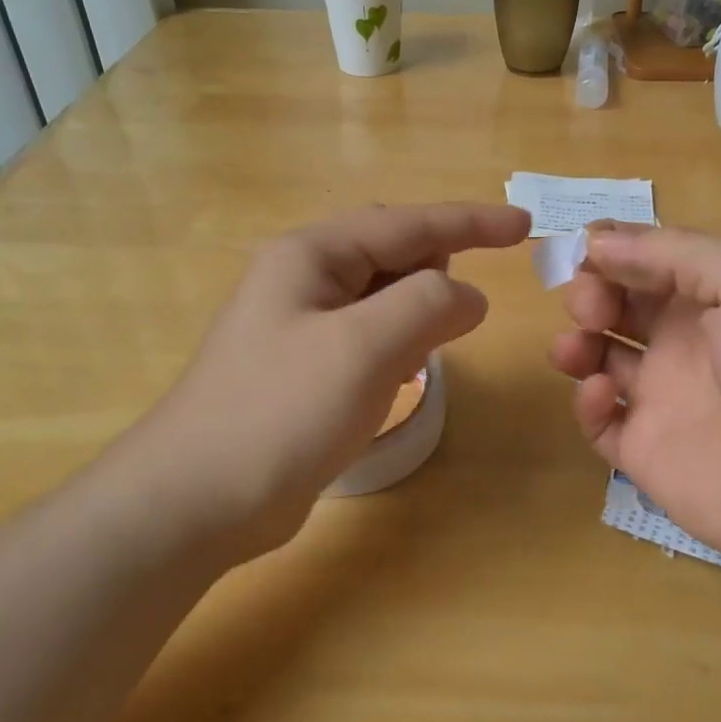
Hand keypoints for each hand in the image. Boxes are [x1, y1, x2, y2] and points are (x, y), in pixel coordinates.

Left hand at [118, 203, 529, 561]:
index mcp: (312, 255)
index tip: (523, 224)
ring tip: (425, 352)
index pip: (407, 224)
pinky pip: (368, 339)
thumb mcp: (365, 347)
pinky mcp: (305, 369)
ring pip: (382, 300)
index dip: (470, 221)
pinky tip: (396, 379)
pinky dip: (395, 348)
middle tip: (459, 316)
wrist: (197, 500)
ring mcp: (301, 326)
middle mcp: (304, 280)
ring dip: (415, 317)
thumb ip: (428, 306)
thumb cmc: (281, 411)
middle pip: (391, 255)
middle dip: (435, 274)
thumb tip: (468, 297)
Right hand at [549, 224, 720, 583]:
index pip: (648, 260)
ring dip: (576, 340)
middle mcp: (683, 342)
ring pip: (597, 358)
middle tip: (592, 306)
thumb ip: (676, 253)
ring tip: (580, 345)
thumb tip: (597, 243)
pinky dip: (585, 401)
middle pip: (616, 304)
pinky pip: (598, 420)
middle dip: (590, 292)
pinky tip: (601, 392)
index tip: (583, 248)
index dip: (612, 249)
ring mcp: (661, 398)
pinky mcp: (643, 451)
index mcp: (713, 298)